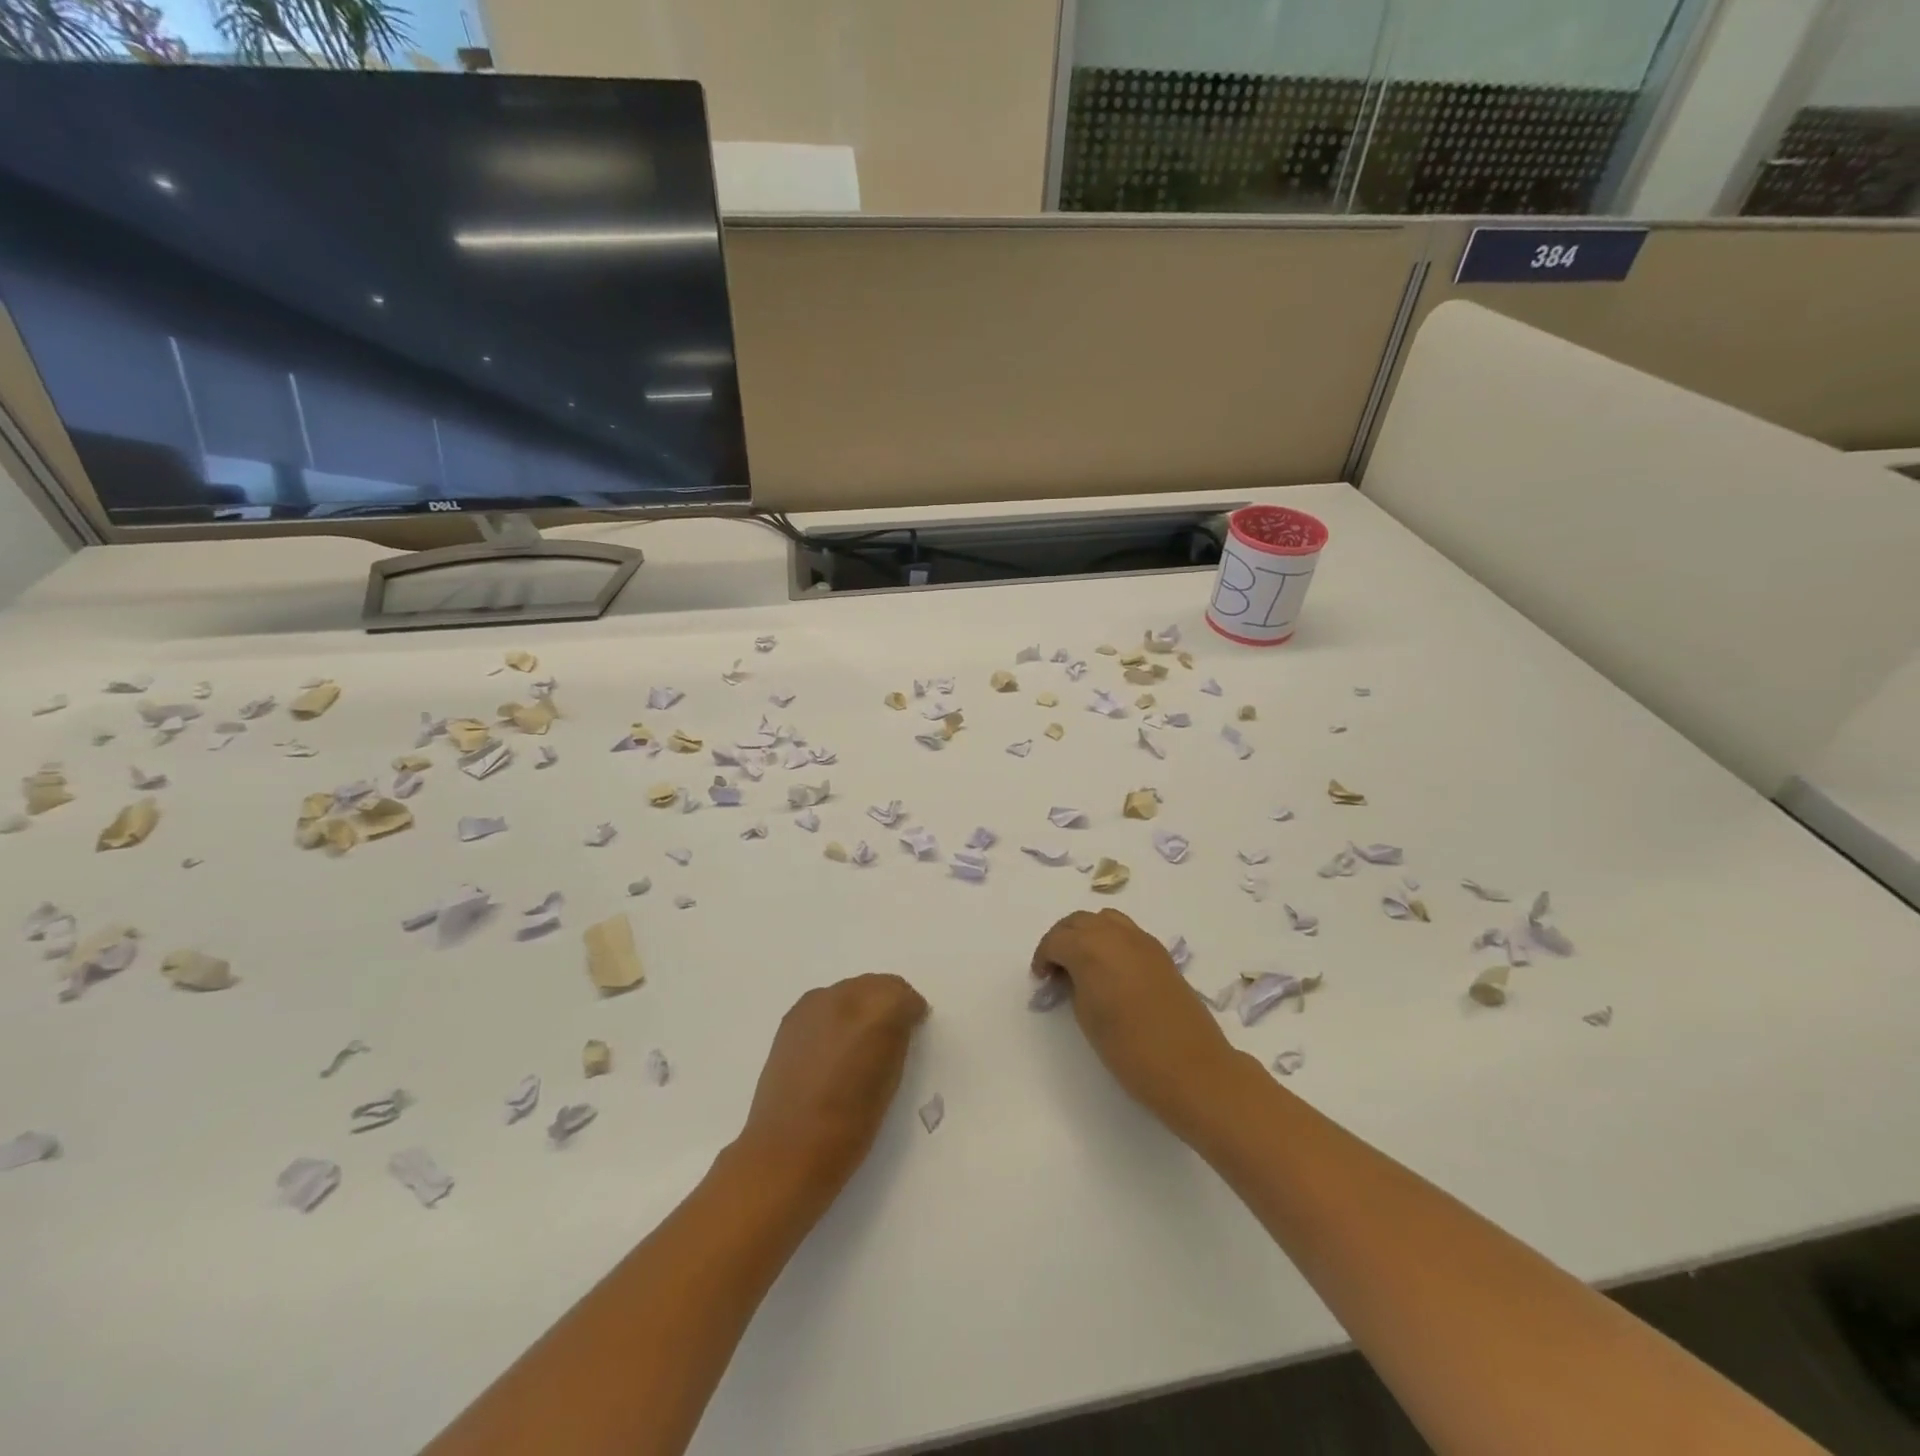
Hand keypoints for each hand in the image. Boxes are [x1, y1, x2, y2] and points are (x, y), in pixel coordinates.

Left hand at [736, 974, 928, 1199]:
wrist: (787, 1150)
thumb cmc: (850, 1126)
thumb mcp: (890, 1080)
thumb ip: (897, 1040)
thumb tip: (899, 1024)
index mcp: (877, 1013)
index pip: (904, 995)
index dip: (912, 1012)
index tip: (914, 1030)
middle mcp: (845, 996)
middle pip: (877, 984)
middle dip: (888, 1004)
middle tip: (890, 1036)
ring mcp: (814, 1004)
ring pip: (851, 990)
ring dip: (861, 1006)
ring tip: (859, 1041)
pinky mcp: (792, 1017)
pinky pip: (826, 1003)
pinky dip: (836, 1015)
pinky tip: (834, 1045)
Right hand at [1032, 909, 1246, 1141]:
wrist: (1192, 1068)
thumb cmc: (1130, 1049)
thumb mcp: (1087, 1017)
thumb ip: (1075, 985)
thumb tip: (1073, 974)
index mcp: (1091, 948)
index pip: (1057, 939)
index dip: (1044, 956)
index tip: (1041, 978)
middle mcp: (1116, 934)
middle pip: (1079, 921)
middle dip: (1062, 939)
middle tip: (1056, 968)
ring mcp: (1142, 941)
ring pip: (1105, 920)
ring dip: (1087, 934)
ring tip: (1082, 964)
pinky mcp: (1161, 954)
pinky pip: (1126, 933)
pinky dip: (1111, 941)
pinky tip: (1110, 969)